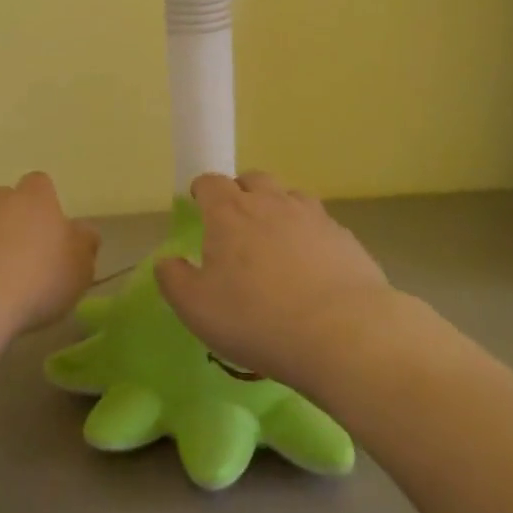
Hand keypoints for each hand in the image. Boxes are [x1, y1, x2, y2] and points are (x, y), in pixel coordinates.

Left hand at [0, 172, 99, 338]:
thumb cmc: (36, 279)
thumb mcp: (80, 268)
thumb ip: (85, 246)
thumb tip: (83, 232)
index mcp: (35, 197)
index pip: (41, 185)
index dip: (47, 206)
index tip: (52, 235)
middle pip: (8, 203)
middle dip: (16, 225)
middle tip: (27, 261)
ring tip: (0, 286)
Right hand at [154, 172, 402, 390]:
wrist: (342, 333)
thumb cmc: (256, 319)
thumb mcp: (196, 308)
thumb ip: (173, 279)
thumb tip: (167, 261)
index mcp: (230, 212)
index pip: (211, 182)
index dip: (202, 191)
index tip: (198, 204)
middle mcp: (271, 203)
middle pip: (253, 179)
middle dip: (241, 192)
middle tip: (236, 222)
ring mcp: (313, 217)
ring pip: (290, 197)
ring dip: (278, 209)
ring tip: (275, 240)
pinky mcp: (344, 238)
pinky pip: (320, 225)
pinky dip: (309, 235)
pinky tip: (311, 265)